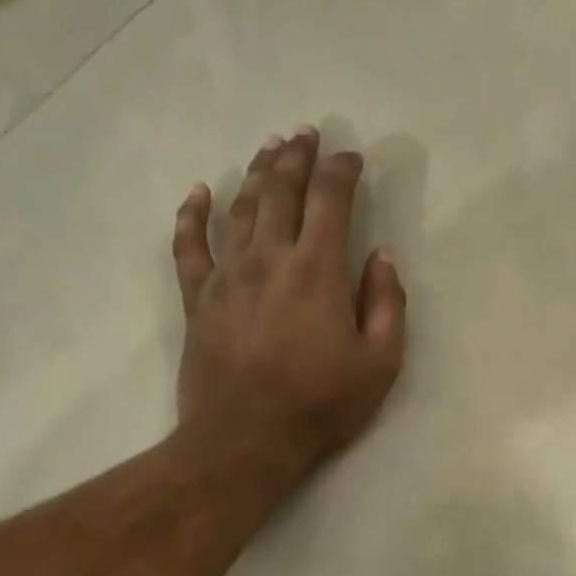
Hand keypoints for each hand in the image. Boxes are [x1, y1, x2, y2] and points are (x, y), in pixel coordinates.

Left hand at [172, 128, 405, 490]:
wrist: (244, 442)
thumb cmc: (320, 405)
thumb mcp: (380, 363)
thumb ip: (387, 304)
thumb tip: (381, 256)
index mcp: (318, 270)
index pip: (330, 199)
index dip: (341, 170)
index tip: (351, 156)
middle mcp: (270, 258)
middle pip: (281, 190)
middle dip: (296, 157)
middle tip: (306, 133)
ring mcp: (227, 276)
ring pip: (240, 208)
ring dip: (256, 173)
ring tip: (269, 148)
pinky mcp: (197, 299)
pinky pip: (189, 246)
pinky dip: (192, 214)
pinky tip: (199, 192)